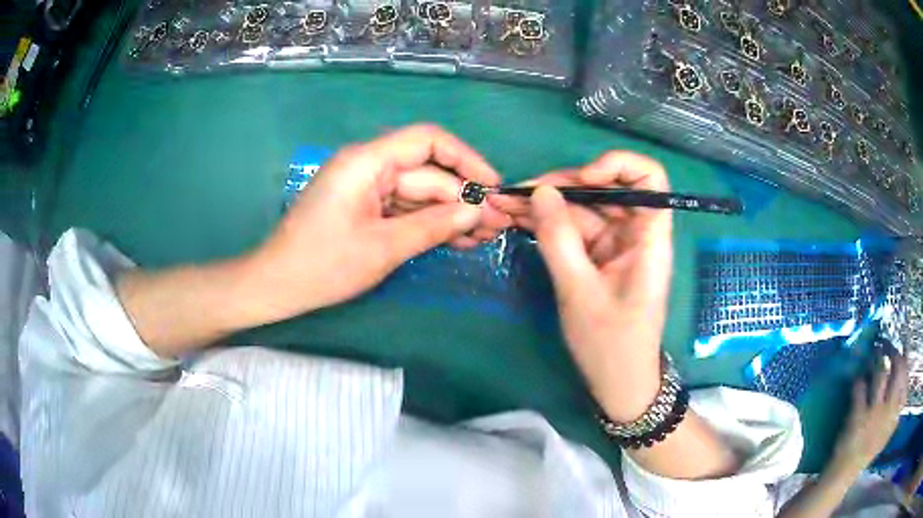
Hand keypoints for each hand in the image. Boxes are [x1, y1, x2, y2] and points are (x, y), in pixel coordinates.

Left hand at [250, 125, 510, 319]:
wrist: (277, 286)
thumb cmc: (322, 265)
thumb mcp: (382, 248)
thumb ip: (432, 226)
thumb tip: (476, 212)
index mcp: (367, 162)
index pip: (427, 141)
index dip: (466, 159)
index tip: (493, 186)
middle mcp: (368, 166)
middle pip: (427, 173)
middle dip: (463, 198)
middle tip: (497, 224)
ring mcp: (366, 188)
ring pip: (419, 194)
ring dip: (450, 214)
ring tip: (484, 237)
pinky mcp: (364, 208)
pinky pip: (404, 210)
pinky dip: (429, 224)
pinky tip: (457, 239)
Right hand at [492, 152, 673, 421]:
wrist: (618, 384)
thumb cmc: (610, 345)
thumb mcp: (579, 292)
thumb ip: (558, 239)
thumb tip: (539, 192)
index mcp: (650, 238)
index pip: (649, 178)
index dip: (618, 166)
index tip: (582, 180)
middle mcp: (636, 234)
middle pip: (607, 190)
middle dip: (564, 186)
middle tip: (518, 193)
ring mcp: (617, 246)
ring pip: (586, 210)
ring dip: (549, 205)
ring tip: (507, 204)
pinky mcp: (600, 259)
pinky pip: (576, 231)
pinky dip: (550, 225)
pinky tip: (520, 220)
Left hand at [833, 348, 908, 469]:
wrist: (846, 471)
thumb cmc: (869, 449)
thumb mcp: (888, 431)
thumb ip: (897, 409)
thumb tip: (904, 380)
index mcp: (896, 415)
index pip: (905, 378)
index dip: (903, 363)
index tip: (900, 353)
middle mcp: (889, 409)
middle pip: (897, 370)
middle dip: (893, 353)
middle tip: (887, 345)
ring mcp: (874, 411)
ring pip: (881, 372)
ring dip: (877, 359)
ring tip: (874, 352)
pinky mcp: (858, 414)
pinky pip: (860, 386)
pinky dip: (859, 379)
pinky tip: (858, 378)